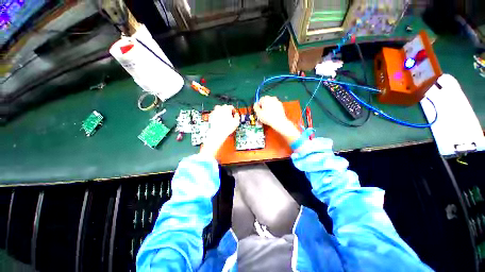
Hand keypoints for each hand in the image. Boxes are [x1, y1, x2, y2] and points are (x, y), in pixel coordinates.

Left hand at [200, 105, 239, 157]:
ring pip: (218, 108)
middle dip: (227, 110)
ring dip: (221, 111)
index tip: (233, 114)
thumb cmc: (226, 128)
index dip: (233, 110)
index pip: (231, 107)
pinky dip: (216, 115)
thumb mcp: (236, 123)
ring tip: (223, 117)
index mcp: (227, 109)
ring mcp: (214, 111)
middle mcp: (220, 108)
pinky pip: (214, 113)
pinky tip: (218, 120)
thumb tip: (236, 114)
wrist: (217, 133)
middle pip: (225, 107)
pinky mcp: (210, 115)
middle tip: (229, 116)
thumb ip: (237, 116)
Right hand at [253, 96, 300, 143]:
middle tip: (262, 113)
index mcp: (266, 98)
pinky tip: (272, 115)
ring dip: (268, 107)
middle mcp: (272, 98)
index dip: (258, 106)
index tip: (258, 110)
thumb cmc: (268, 117)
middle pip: (266, 101)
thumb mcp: (258, 113)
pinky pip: (275, 106)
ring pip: (270, 103)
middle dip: (263, 106)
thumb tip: (255, 105)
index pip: (260, 100)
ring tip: (267, 115)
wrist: (279, 122)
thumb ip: (255, 107)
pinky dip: (273, 109)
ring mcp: (277, 101)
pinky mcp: (281, 106)